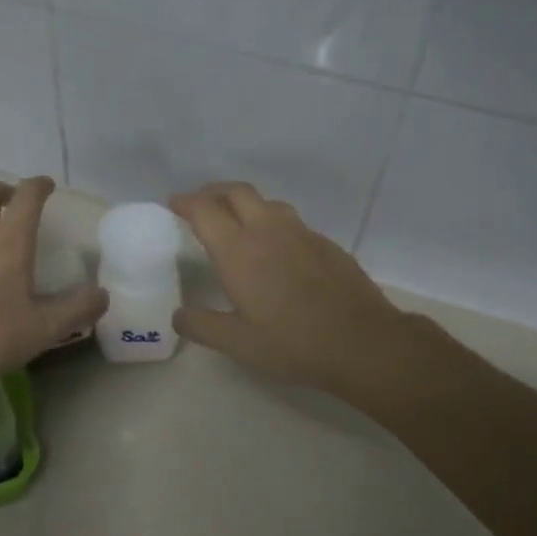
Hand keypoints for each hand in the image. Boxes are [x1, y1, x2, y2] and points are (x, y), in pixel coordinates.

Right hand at [168, 181, 450, 402]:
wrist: (361, 342)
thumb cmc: (292, 342)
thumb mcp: (237, 343)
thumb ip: (201, 326)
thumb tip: (179, 315)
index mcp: (238, 250)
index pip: (205, 209)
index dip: (185, 202)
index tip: (174, 204)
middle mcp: (268, 230)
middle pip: (236, 192)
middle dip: (214, 192)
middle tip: (201, 205)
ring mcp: (301, 233)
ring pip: (267, 202)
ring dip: (245, 204)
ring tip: (237, 222)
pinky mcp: (325, 244)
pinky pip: (291, 221)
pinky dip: (273, 223)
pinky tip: (276, 249)